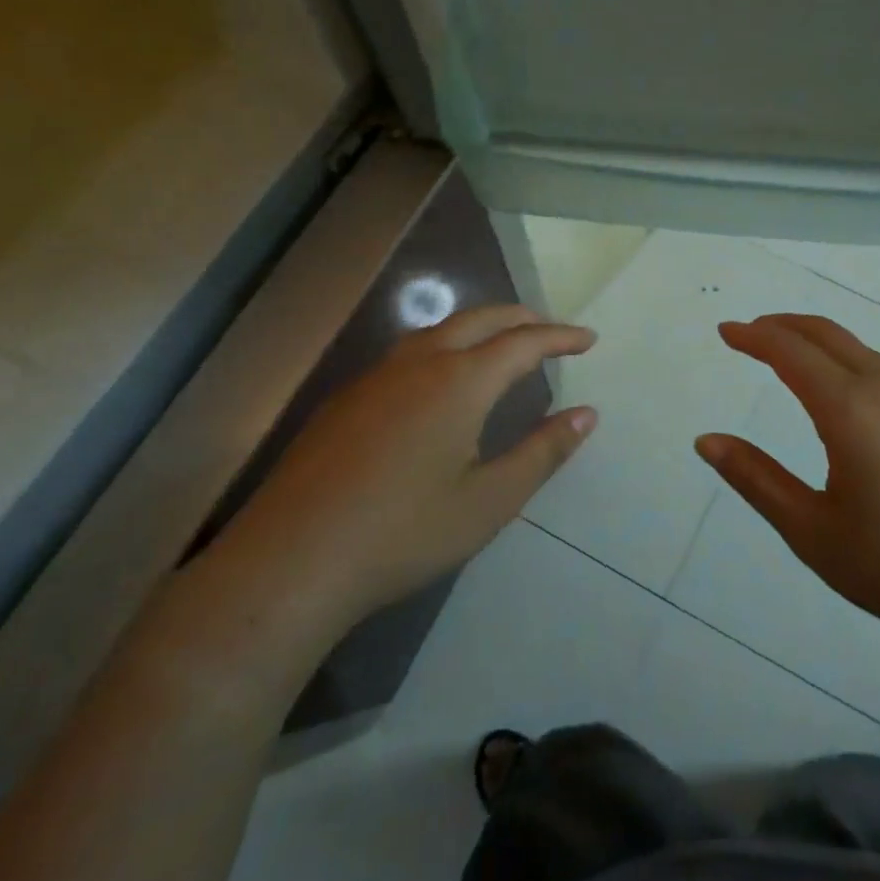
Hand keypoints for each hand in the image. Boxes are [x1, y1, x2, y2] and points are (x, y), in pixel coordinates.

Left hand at [200, 305, 596, 657]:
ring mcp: (376, 377)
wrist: (291, 561)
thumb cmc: (403, 533)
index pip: (523, 342)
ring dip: (479, 328)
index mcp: (460, 381)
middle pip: (480, 320)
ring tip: (501, 345)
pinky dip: (444, 346)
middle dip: (521, 319)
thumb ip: (542, 452)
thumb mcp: (489, 501)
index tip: (588, 339)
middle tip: (550, 331)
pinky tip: (439, 380)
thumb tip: (586, 414)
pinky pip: (408, 352)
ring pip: (439, 330)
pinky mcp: (346, 398)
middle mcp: (419, 363)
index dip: (560, 337)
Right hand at [694, 314, 879, 660]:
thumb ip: (756, 480)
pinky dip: (842, 357)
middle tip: (748, 333)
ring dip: (814, 339)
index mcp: (849, 410)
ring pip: (856, 348)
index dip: (753, 337)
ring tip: (785, 353)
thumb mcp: (814, 532)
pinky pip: (879, 368)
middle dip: (782, 325)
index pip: (790, 352)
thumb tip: (706, 441)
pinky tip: (839, 389)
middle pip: (826, 335)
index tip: (725, 331)